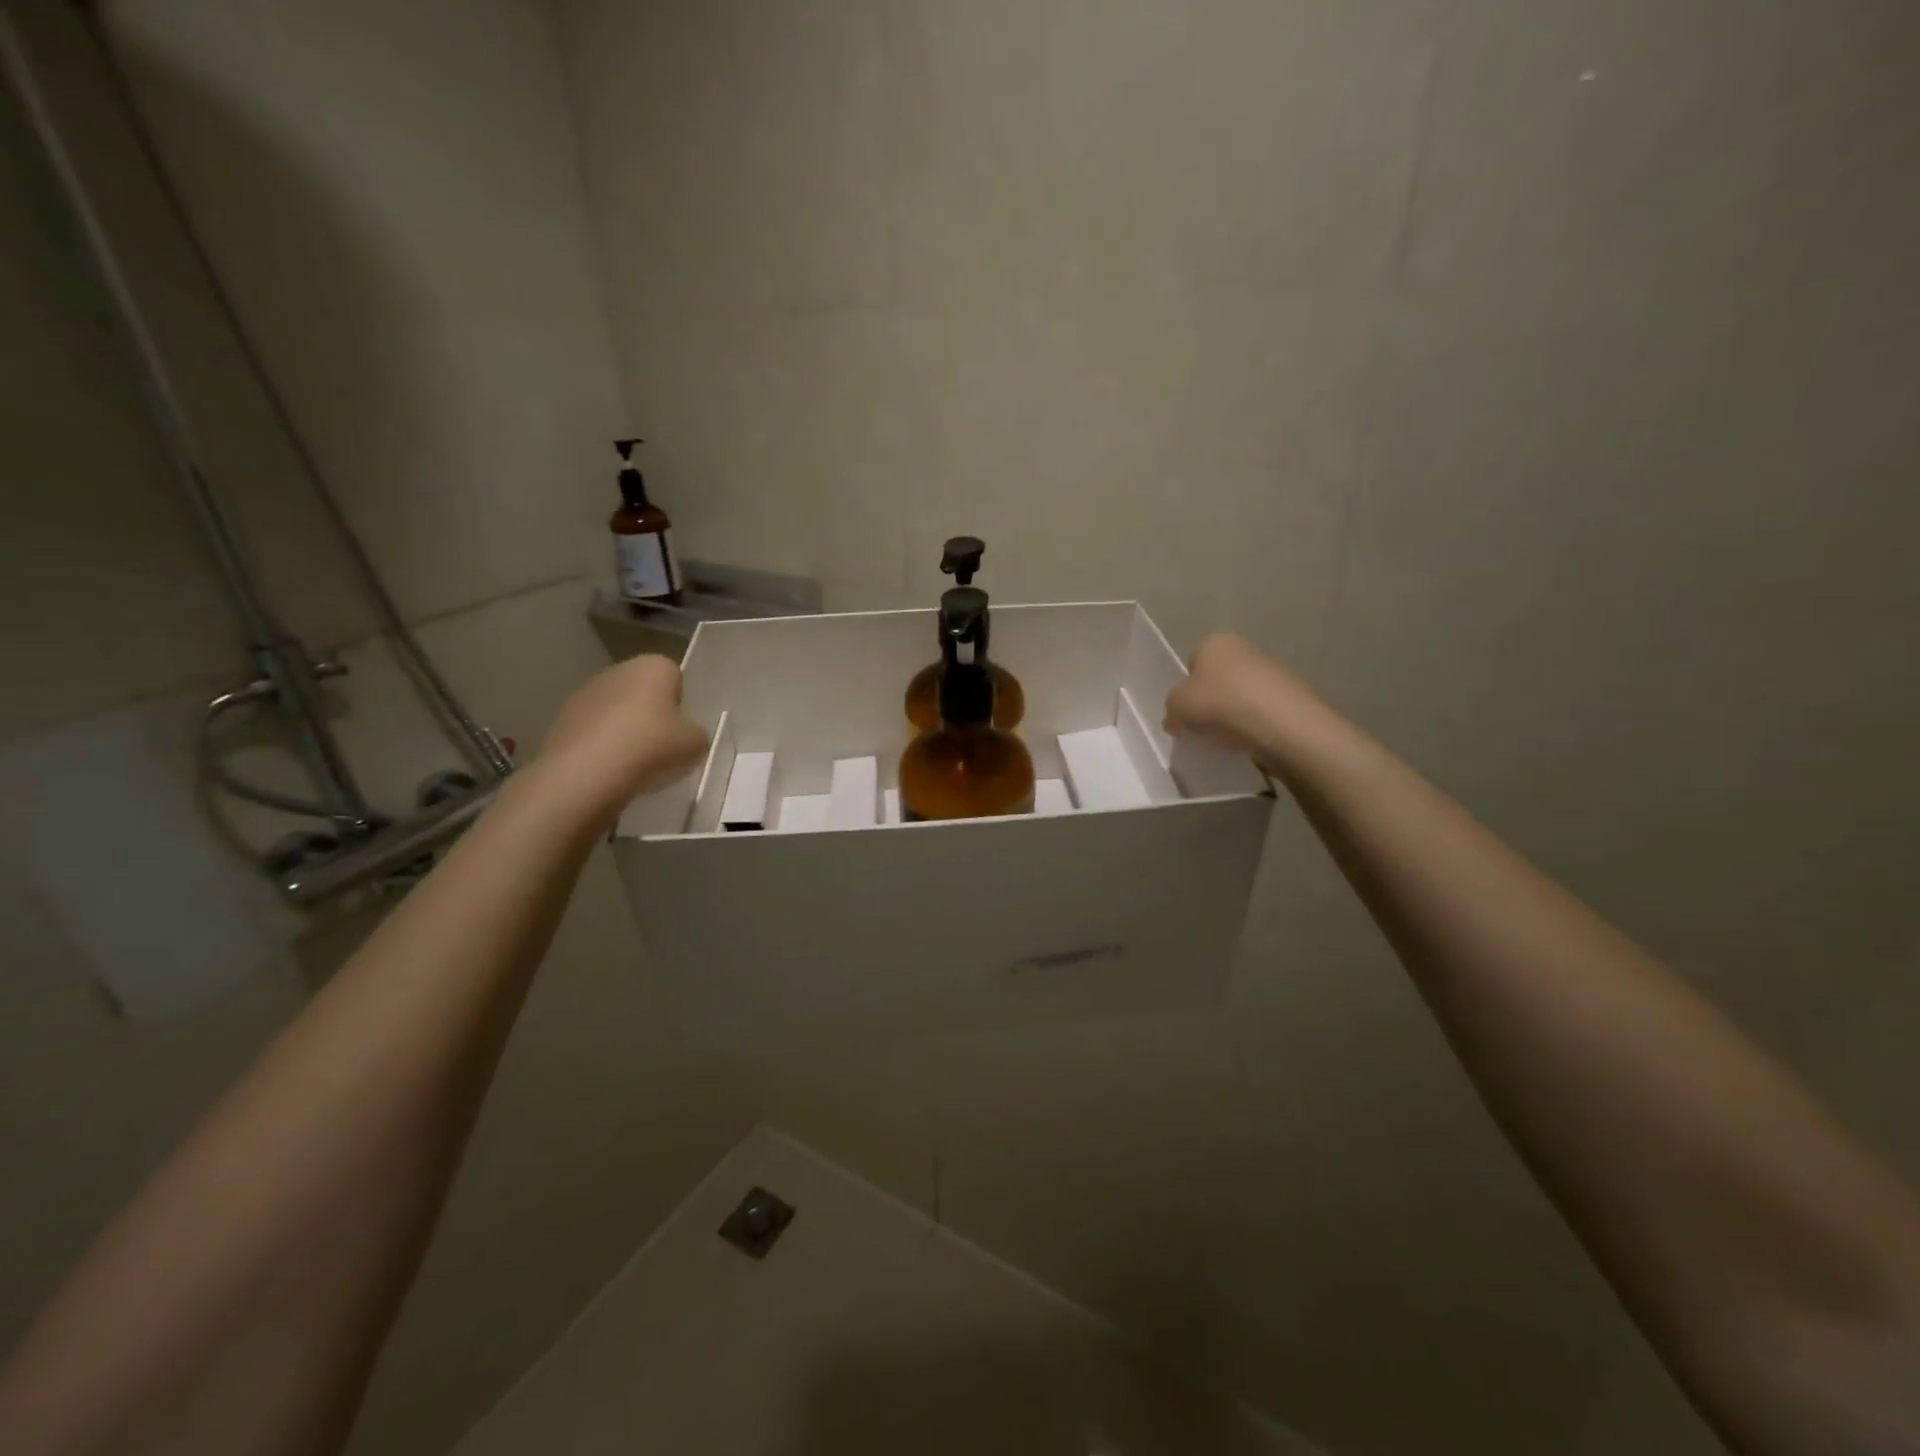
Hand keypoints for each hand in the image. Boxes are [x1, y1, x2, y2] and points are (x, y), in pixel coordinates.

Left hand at [525, 655, 708, 827]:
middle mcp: (618, 670)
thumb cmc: (652, 747)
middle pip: (642, 691)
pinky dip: (600, 745)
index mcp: (654, 666)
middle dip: (650, 714)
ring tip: (632, 763)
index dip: (680, 704)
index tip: (680, 730)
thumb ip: (696, 734)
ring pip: (615, 710)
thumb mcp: (696, 744)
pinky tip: (607, 769)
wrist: (587, 773)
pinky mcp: (562, 718)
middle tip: (659, 747)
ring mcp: (585, 692)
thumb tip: (687, 736)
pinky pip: (592, 730)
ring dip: (623, 729)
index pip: (674, 677)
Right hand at [1164, 634, 1326, 770]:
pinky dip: (1256, 726)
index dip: (1186, 689)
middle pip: (1218, 679)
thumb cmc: (1222, 705)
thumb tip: (1175, 719)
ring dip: (1234, 714)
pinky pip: (1263, 712)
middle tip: (1204, 727)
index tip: (1186, 713)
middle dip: (1211, 702)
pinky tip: (1252, 741)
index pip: (1192, 663)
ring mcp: (1274, 671)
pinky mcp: (1293, 697)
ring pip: (1242, 696)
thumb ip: (1171, 710)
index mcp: (1215, 642)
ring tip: (1229, 739)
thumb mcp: (1178, 707)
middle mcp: (1245, 649)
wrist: (1284, 726)